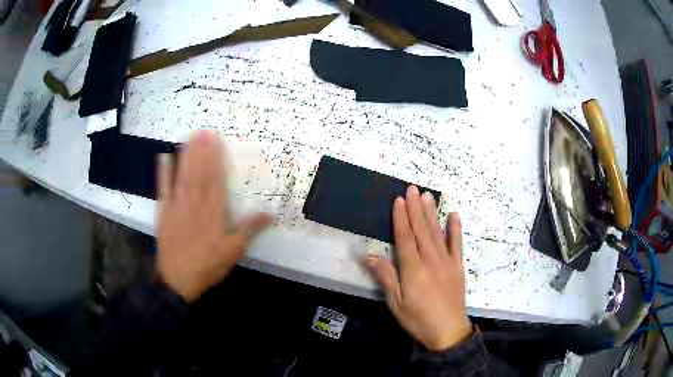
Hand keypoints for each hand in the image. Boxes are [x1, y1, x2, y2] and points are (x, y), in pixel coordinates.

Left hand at [155, 130, 271, 301]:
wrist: (177, 279)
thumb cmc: (208, 265)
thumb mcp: (233, 251)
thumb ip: (249, 230)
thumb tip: (270, 214)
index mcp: (214, 212)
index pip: (216, 180)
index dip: (216, 159)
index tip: (217, 142)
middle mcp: (195, 203)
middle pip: (199, 173)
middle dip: (202, 151)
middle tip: (204, 131)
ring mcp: (177, 206)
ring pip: (183, 175)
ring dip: (186, 155)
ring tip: (189, 137)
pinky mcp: (164, 212)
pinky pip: (163, 188)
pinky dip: (163, 173)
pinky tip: (164, 157)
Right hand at [364, 186, 471, 350]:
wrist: (449, 331)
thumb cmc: (418, 319)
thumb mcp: (396, 303)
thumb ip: (386, 277)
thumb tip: (368, 255)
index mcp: (413, 268)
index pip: (406, 237)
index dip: (401, 218)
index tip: (399, 199)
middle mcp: (431, 259)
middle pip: (422, 229)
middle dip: (416, 208)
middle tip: (413, 188)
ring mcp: (447, 262)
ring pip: (437, 232)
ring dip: (432, 213)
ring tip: (428, 196)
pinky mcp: (457, 267)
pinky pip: (457, 244)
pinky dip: (455, 229)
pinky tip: (454, 216)